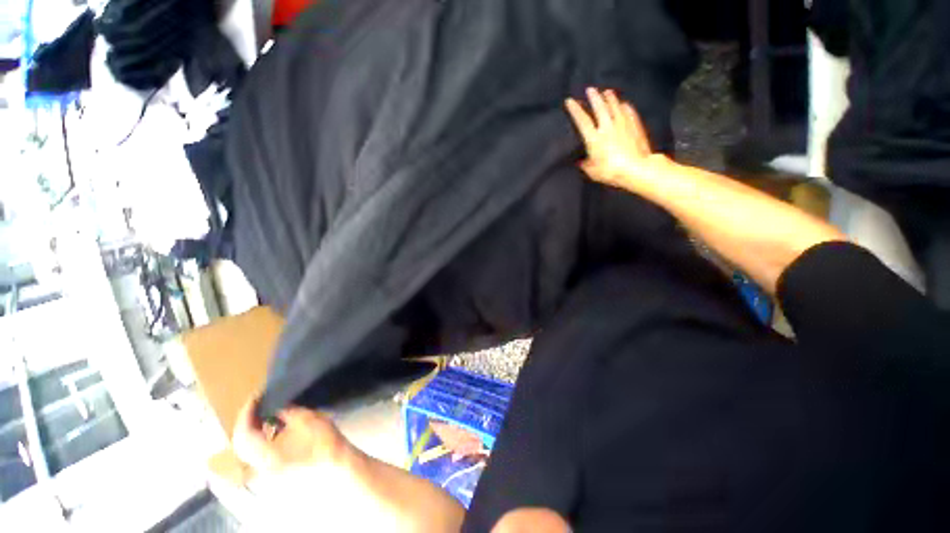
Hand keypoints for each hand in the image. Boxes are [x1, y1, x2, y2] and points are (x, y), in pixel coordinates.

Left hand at [233, 398, 349, 475]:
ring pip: (247, 451)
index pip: (244, 432)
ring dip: (251, 432)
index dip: (247, 412)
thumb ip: (285, 411)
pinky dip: (259, 440)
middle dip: (245, 422)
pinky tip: (272, 430)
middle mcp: (258, 467)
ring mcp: (265, 472)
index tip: (256, 396)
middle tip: (257, 404)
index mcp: (264, 455)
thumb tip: (274, 405)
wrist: (336, 462)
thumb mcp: (304, 418)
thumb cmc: (321, 440)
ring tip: (263, 414)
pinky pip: (257, 455)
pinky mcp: (273, 472)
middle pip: (240, 444)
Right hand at [565, 88, 668, 187]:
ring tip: (607, 92)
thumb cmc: (611, 171)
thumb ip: (585, 165)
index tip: (569, 101)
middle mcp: (607, 128)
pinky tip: (624, 104)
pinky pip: (629, 112)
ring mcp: (622, 125)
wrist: (636, 168)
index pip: (582, 120)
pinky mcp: (634, 127)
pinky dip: (625, 107)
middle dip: (594, 97)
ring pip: (615, 106)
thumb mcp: (592, 172)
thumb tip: (581, 162)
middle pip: (600, 108)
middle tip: (590, 89)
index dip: (575, 110)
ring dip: (610, 98)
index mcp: (594, 139)